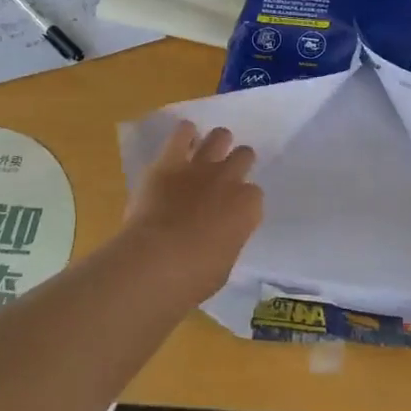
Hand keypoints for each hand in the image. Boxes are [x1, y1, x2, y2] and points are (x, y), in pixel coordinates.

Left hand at [121, 121, 262, 300]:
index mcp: (248, 207)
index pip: (254, 194)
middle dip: (237, 164)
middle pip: (244, 156)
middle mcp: (229, 180)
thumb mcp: (224, 263)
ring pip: (220, 136)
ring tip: (207, 153)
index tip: (232, 212)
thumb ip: (228, 239)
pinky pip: (182, 133)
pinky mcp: (169, 161)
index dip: (243, 202)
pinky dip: (184, 134)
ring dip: (216, 144)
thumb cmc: (194, 277)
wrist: (156, 262)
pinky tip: (182, 141)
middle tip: (223, 178)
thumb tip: (220, 235)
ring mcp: (200, 167)